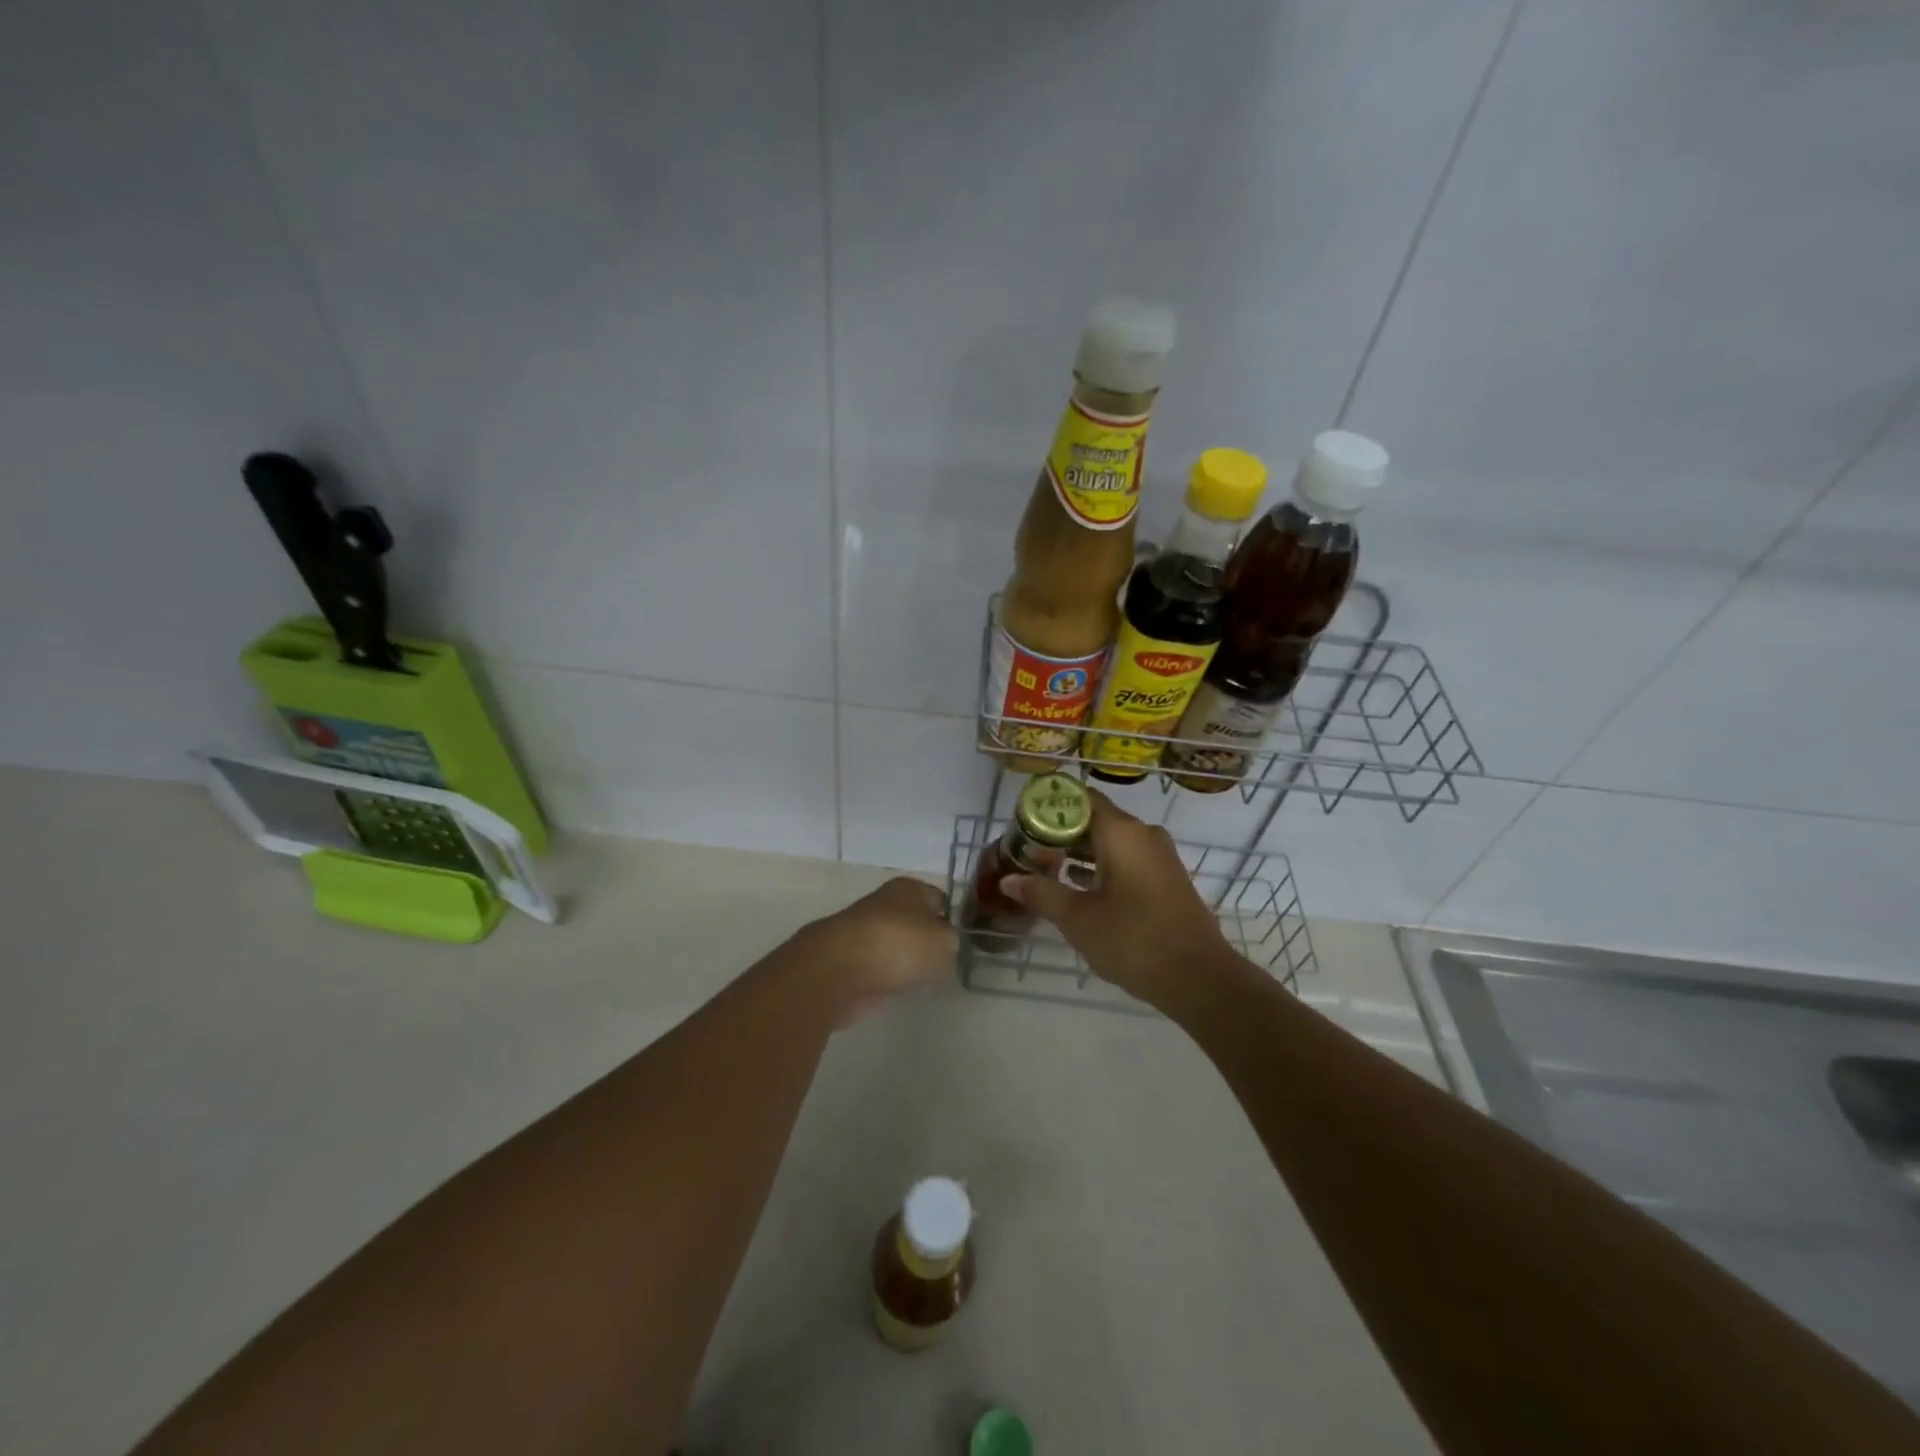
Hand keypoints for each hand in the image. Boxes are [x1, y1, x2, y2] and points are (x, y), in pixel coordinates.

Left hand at [801, 876, 957, 1024]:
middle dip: (928, 941)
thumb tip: (944, 947)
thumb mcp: (944, 942)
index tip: (964, 942)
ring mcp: (864, 933)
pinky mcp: (850, 961)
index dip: (953, 918)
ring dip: (907, 961)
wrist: (837, 970)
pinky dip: (888, 978)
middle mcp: (885, 904)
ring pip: (897, 945)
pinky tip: (898, 990)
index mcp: (909, 888)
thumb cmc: (897, 945)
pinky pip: (879, 968)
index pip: (940, 898)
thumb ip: (952, 942)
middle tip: (946, 964)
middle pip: (916, 922)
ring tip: (924, 980)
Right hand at [1002, 790, 1234, 1011]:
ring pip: (1111, 842)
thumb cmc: (1134, 940)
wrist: (1200, 978)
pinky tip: (1078, 888)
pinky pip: (1126, 859)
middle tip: (1027, 849)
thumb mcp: (1078, 919)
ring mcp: (1159, 857)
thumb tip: (1009, 879)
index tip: (1023, 819)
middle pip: (1095, 819)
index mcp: (1122, 832)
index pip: (1081, 798)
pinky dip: (1100, 866)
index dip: (1050, 804)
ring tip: (1045, 868)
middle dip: (1060, 832)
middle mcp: (1143, 835)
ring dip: (1079, 852)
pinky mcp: (1166, 879)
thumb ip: (1042, 893)